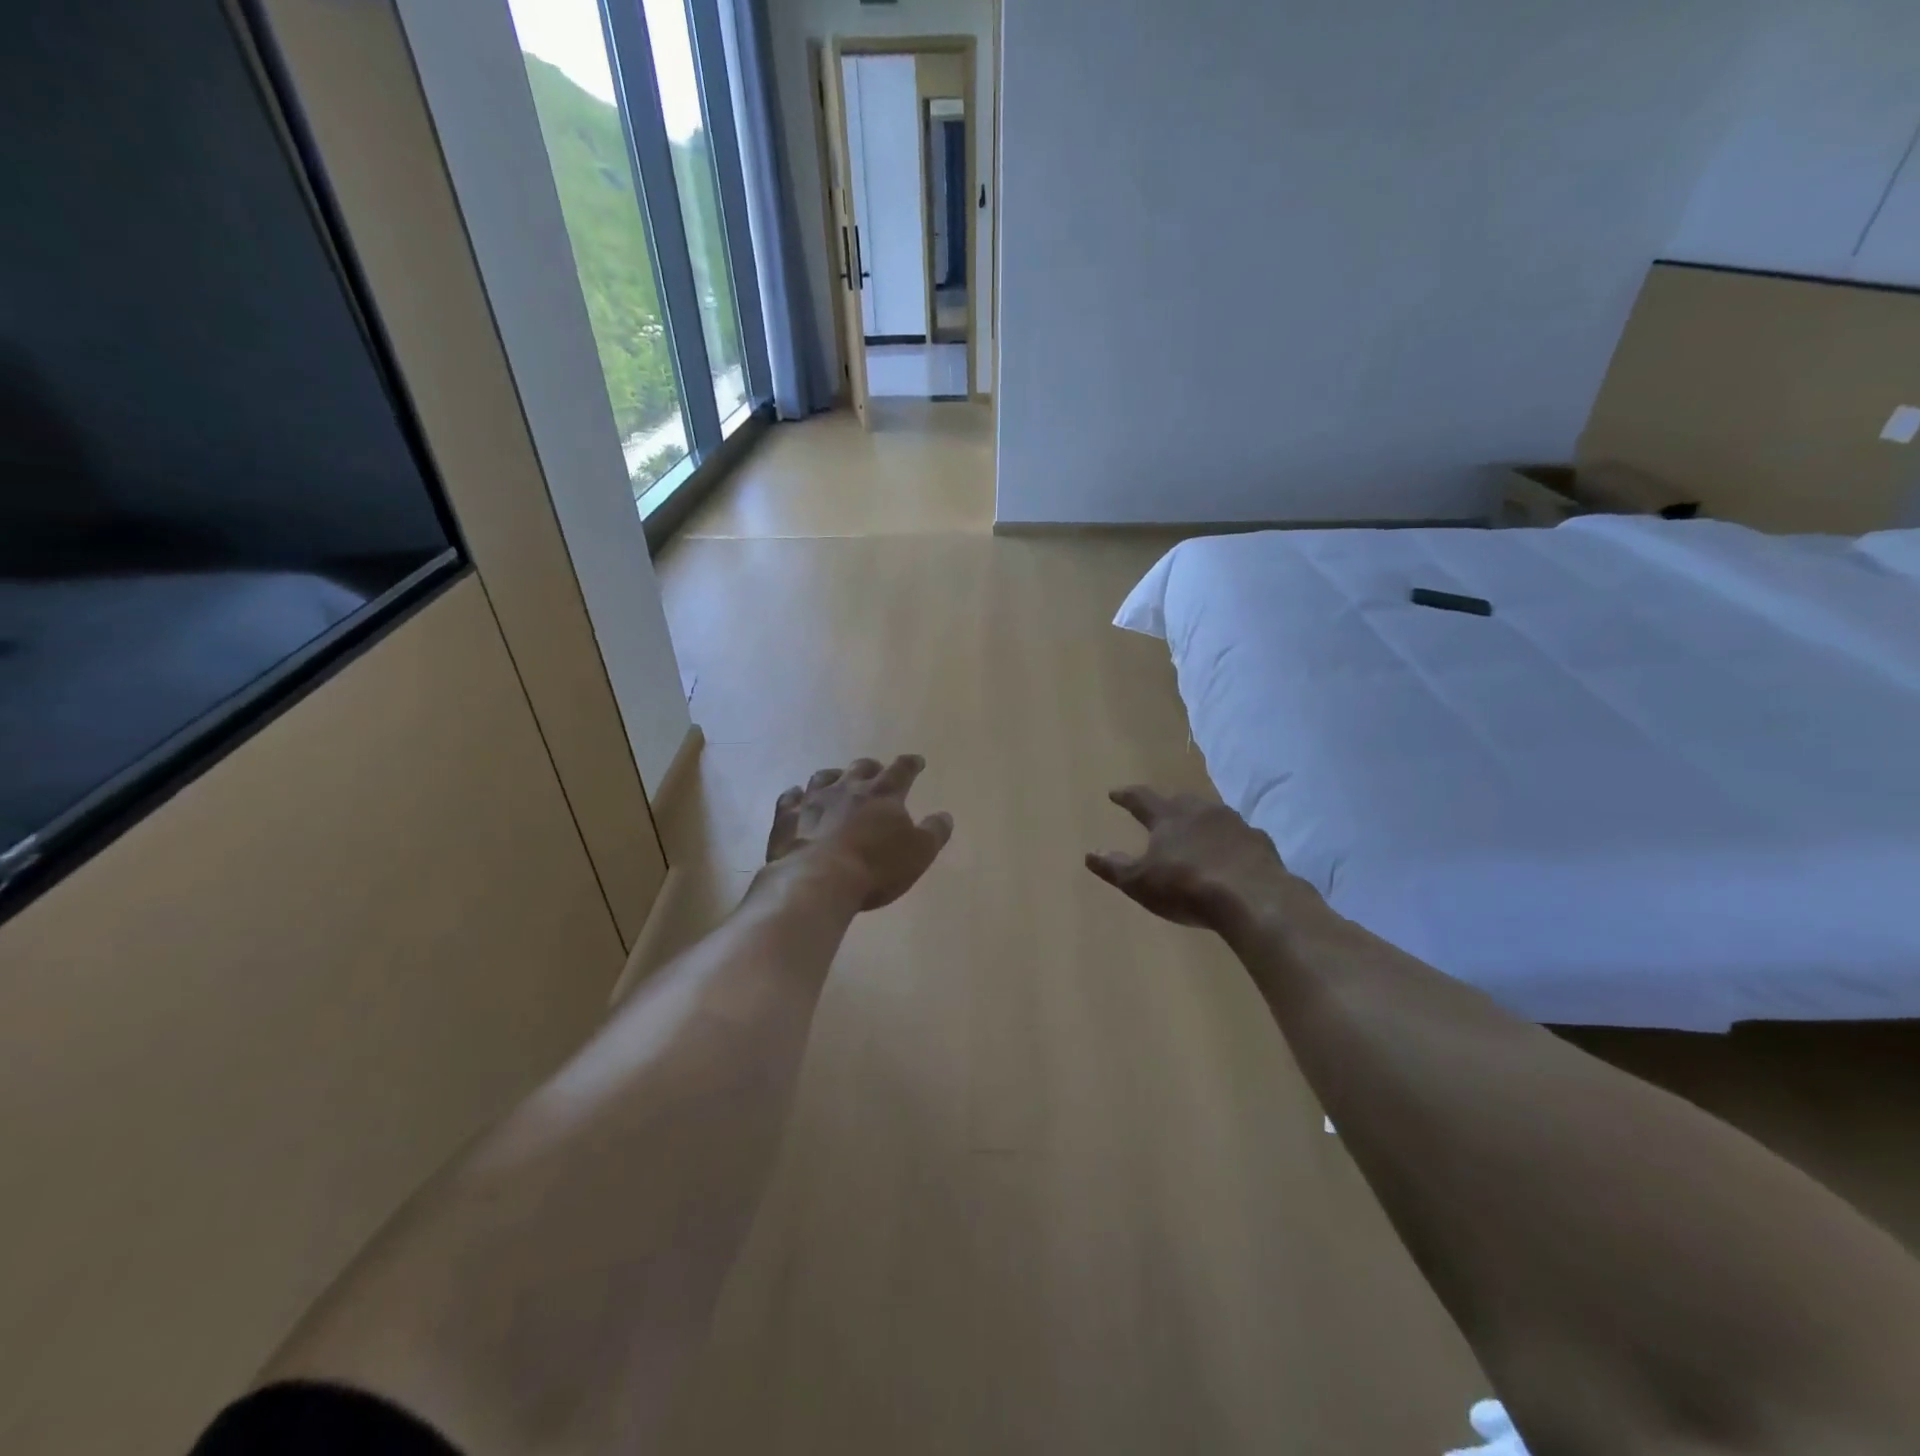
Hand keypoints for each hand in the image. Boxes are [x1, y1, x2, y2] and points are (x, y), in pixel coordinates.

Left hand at [768, 755, 953, 910]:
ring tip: (837, 780)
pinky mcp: (787, 817)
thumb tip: (945, 815)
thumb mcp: (919, 853)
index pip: (902, 770)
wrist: (817, 881)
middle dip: (872, 768)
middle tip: (876, 772)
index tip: (916, 761)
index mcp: (883, 794)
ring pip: (824, 776)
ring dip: (834, 776)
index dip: (911, 764)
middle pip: (861, 768)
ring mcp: (814, 800)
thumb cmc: (875, 868)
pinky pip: (790, 798)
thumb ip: (934, 832)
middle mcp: (848, 788)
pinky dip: (796, 795)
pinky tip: (797, 796)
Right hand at [1086, 787, 1295, 933]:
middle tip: (1162, 812)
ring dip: (1202, 822)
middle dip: (1169, 805)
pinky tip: (1232, 856)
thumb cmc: (1186, 887)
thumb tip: (1090, 853)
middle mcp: (1201, 811)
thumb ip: (1114, 866)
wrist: (1253, 898)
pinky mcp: (1260, 842)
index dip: (1126, 796)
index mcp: (1169, 817)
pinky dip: (1231, 842)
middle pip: (1181, 801)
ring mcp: (1235, 824)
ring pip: (1213, 815)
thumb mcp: (1140, 882)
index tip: (1114, 793)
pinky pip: (1240, 836)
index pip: (1141, 799)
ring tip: (1198, 834)